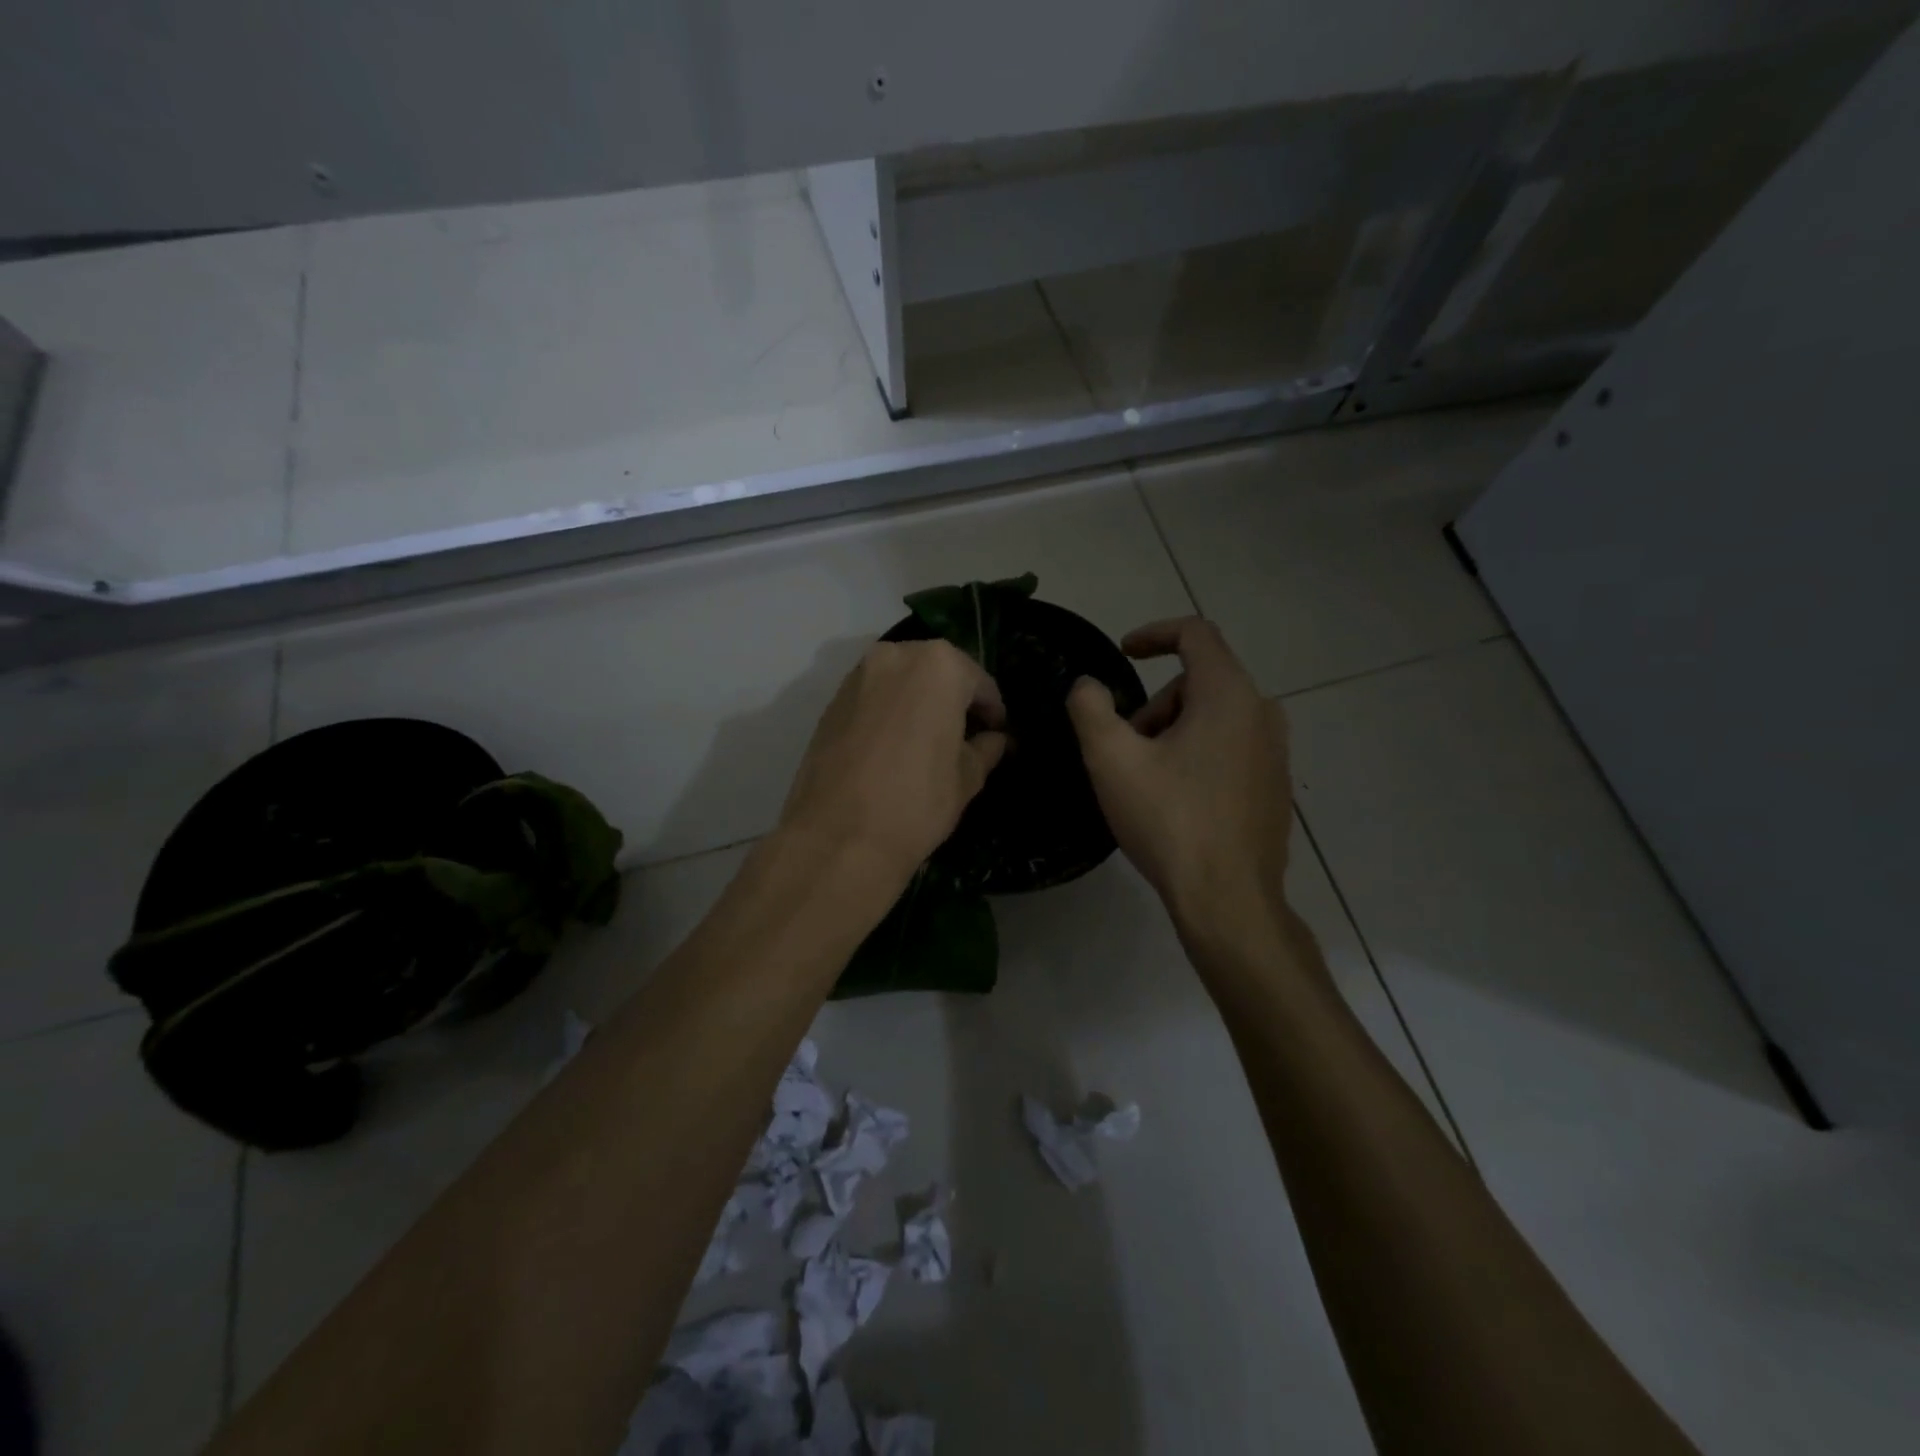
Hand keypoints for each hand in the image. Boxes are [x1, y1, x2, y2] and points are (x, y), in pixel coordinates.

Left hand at [779, 640, 1008, 891]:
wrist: (838, 834)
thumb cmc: (917, 800)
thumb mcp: (967, 777)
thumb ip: (985, 749)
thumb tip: (994, 740)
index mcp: (940, 666)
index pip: (979, 683)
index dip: (992, 712)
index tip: (996, 735)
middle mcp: (896, 656)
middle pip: (938, 673)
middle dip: (954, 701)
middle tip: (965, 737)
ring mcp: (858, 675)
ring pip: (902, 682)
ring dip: (919, 703)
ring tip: (928, 742)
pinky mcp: (832, 701)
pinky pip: (874, 697)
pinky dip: (890, 712)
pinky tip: (894, 746)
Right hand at [1067, 618, 1293, 956]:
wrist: (1228, 899)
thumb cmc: (1169, 820)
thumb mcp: (1111, 760)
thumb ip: (1090, 708)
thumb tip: (1087, 686)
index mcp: (1228, 695)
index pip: (1194, 633)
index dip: (1152, 634)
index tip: (1122, 654)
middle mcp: (1262, 713)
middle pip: (1199, 683)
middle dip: (1155, 706)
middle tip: (1126, 750)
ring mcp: (1276, 752)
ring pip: (1214, 718)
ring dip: (1173, 733)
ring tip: (1147, 781)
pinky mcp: (1276, 786)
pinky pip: (1231, 748)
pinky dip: (1198, 756)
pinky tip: (1177, 803)